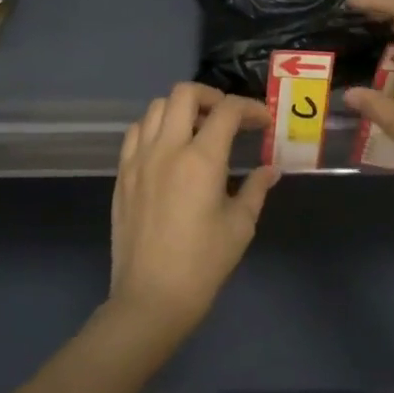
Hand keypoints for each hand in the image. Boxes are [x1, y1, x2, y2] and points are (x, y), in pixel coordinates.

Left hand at [109, 83, 279, 334]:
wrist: (150, 298)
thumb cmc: (203, 264)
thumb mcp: (240, 226)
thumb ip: (256, 189)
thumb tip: (271, 170)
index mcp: (201, 160)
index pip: (227, 111)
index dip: (250, 108)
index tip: (262, 121)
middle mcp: (167, 148)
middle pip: (184, 94)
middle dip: (211, 96)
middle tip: (227, 117)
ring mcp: (139, 159)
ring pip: (156, 107)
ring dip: (181, 109)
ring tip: (197, 129)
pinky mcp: (122, 174)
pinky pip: (136, 132)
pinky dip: (155, 127)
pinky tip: (168, 148)